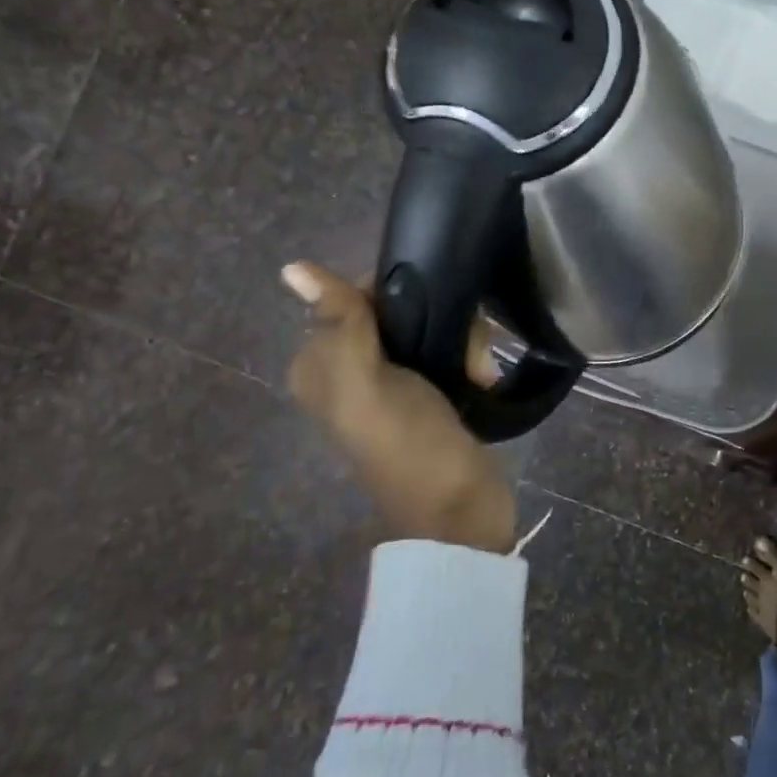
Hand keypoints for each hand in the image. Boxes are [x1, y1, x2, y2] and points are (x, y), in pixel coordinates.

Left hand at [282, 261, 514, 553]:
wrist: (462, 510)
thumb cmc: (411, 447)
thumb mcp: (366, 384)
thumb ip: (339, 324)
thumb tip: (292, 267)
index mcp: (321, 364)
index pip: (354, 295)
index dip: (396, 291)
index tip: (430, 307)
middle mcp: (352, 369)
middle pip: (399, 309)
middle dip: (438, 320)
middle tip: (465, 351)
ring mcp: (395, 383)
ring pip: (433, 327)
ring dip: (465, 343)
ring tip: (479, 373)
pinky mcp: (433, 393)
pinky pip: (452, 350)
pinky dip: (472, 359)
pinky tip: (483, 379)